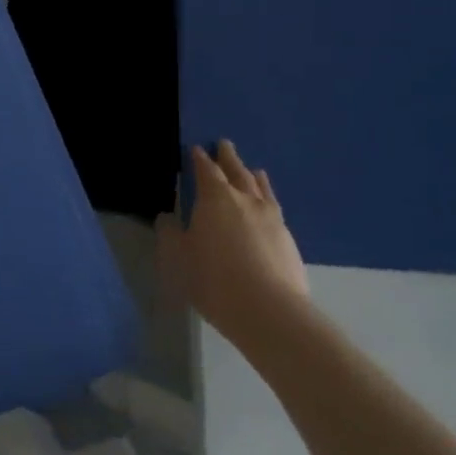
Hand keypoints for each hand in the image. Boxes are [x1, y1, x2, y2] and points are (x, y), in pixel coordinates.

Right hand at [164, 143, 307, 346]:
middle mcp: (245, 200)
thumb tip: (167, 218)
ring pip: (261, 188)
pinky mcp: (288, 239)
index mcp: (215, 198)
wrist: (269, 310)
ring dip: (253, 176)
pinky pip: (275, 208)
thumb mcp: (179, 257)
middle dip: (228, 157)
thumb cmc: (213, 279)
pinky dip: (269, 199)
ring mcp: (271, 218)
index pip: (206, 170)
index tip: (197, 149)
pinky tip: (269, 208)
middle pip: (237, 171)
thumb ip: (171, 234)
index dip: (200, 159)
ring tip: (254, 170)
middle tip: (224, 144)